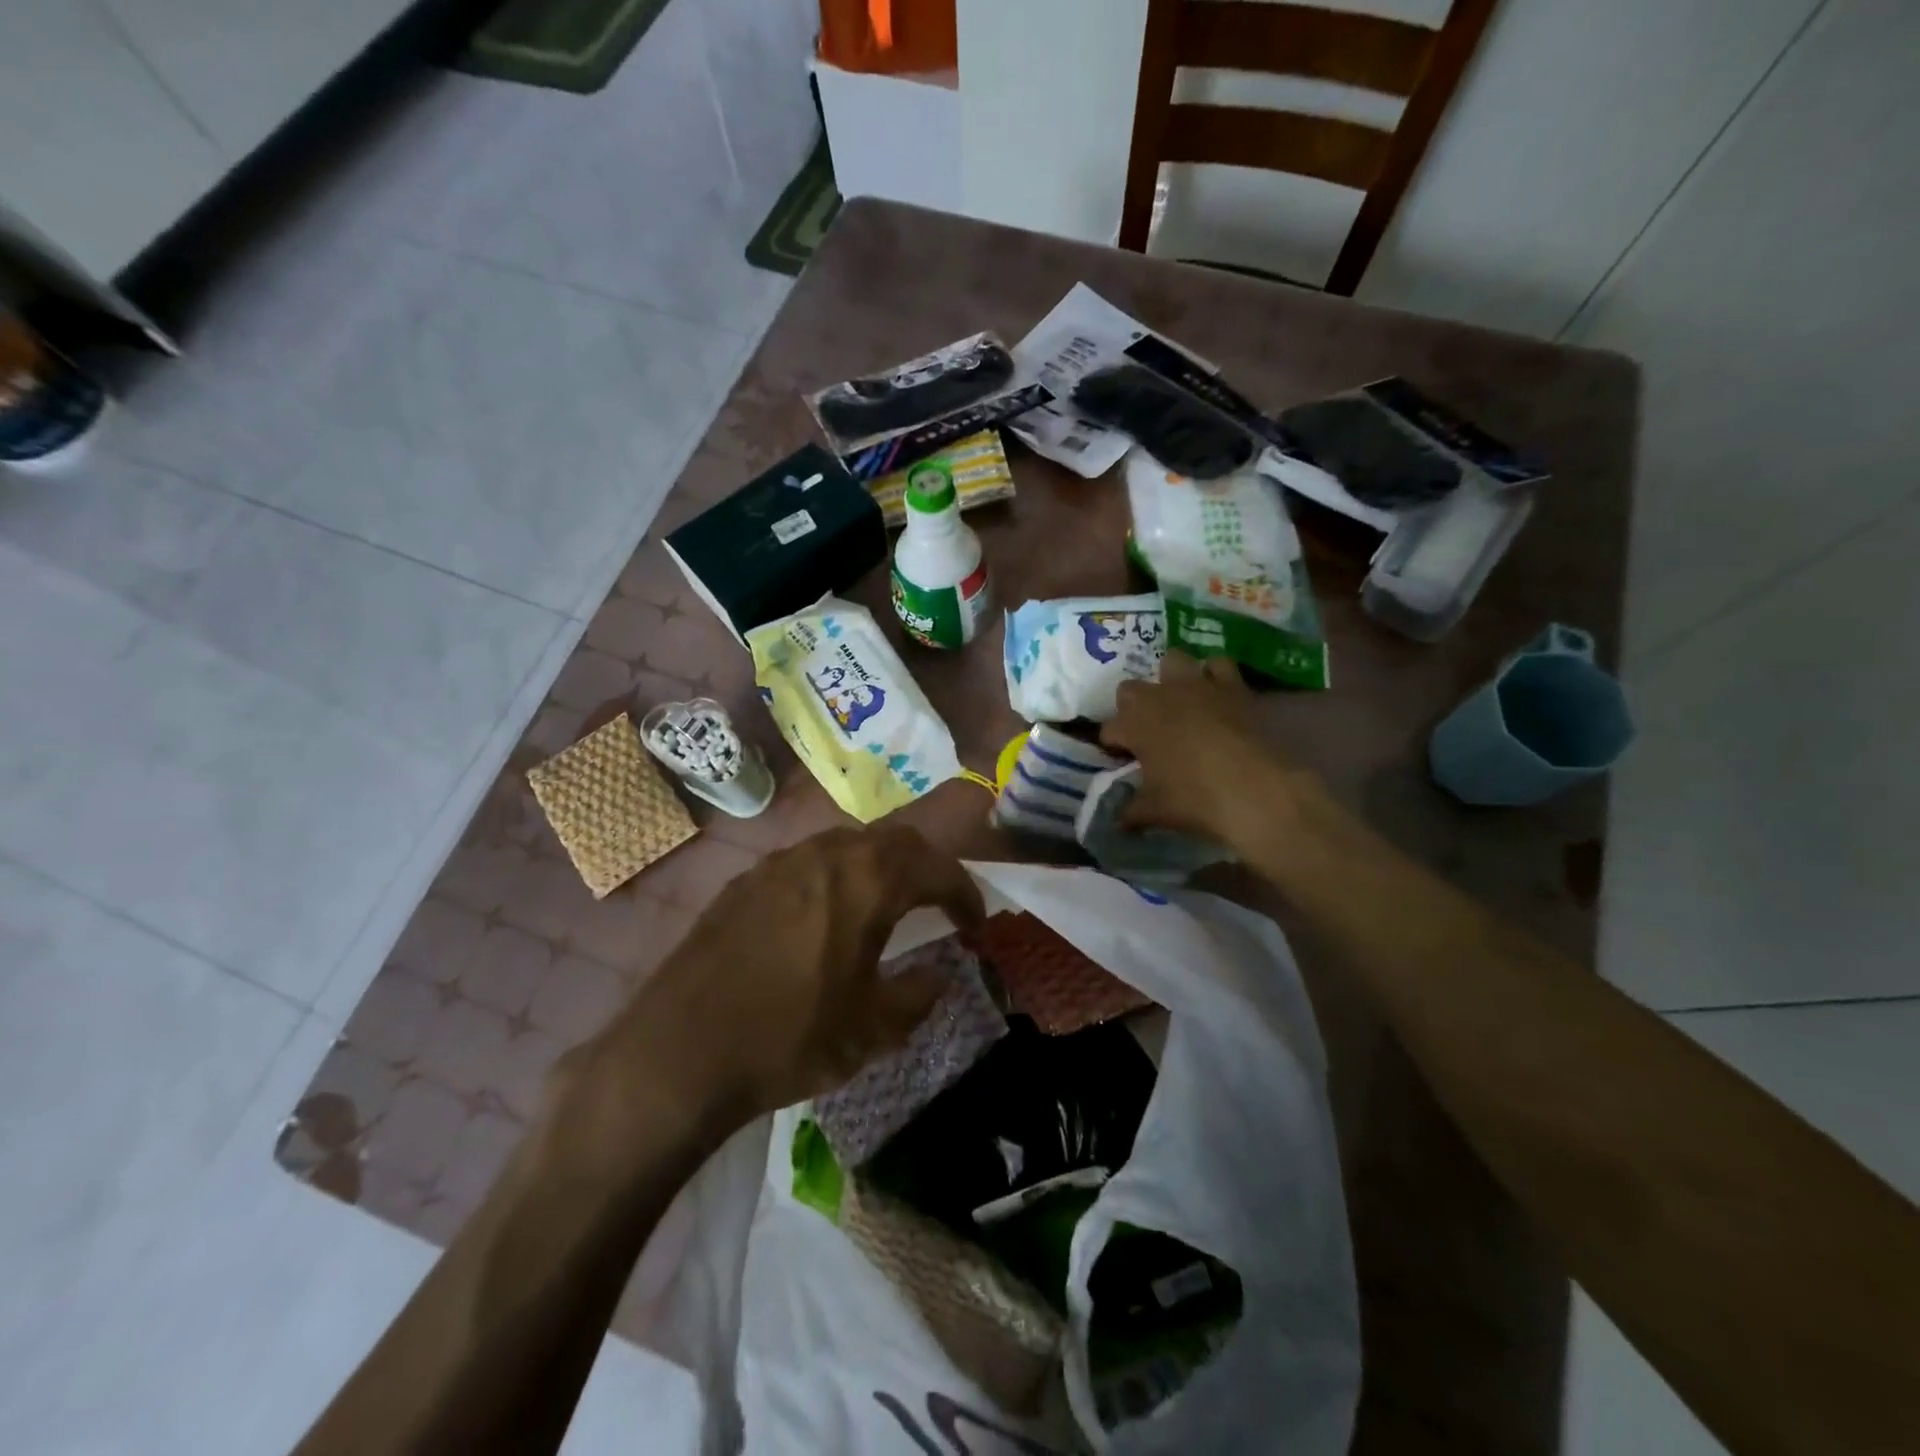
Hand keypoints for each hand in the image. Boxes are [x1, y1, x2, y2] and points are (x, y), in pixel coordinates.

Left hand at [598, 825, 985, 1128]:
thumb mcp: (871, 1030)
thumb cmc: (789, 1038)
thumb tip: (939, 977)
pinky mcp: (746, 880)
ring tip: (888, 904)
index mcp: (866, 881)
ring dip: (880, 866)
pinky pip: (808, 861)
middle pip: (895, 840)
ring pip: (848, 843)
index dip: (964, 893)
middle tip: (940, 903)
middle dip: (927, 867)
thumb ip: (918, 996)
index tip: (976, 924)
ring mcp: (781, 862)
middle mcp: (826, 855)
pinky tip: (827, 916)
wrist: (680, 1051)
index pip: (935, 868)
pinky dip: (837, 875)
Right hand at [1101, 651, 1319, 853]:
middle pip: (1131, 690)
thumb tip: (1118, 821)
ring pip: (1172, 662)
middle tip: (1147, 733)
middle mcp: (1159, 696)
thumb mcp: (1154, 811)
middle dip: (1133, 708)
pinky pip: (1218, 665)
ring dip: (1171, 680)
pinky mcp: (1232, 685)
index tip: (1123, 761)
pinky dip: (1214, 676)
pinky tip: (1217, 695)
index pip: (1110, 730)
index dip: (1114, 746)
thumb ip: (1131, 811)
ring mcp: (1196, 685)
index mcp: (1133, 723)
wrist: (1255, 790)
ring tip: (1179, 703)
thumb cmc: (1194, 799)